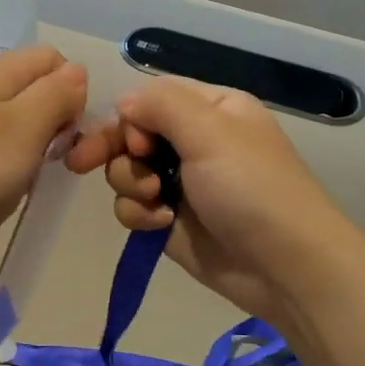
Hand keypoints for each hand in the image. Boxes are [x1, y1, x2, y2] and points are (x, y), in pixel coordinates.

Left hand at [0, 45, 87, 282]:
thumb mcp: (25, 126)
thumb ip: (56, 94)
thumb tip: (78, 72)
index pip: (54, 59)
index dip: (73, 88)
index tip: (72, 126)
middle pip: (42, 91)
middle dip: (63, 119)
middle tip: (63, 157)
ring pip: (29, 124)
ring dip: (45, 147)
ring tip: (41, 175)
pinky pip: (11, 151)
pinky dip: (24, 167)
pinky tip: (20, 187)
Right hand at [66, 77, 358, 326]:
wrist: (283, 267)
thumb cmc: (252, 189)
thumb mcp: (211, 132)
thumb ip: (161, 105)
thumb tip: (123, 103)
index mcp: (210, 110)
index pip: (150, 98)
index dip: (131, 118)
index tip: (135, 141)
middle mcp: (193, 141)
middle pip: (130, 133)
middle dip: (115, 149)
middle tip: (81, 163)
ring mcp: (179, 182)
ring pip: (125, 171)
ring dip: (130, 184)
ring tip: (156, 201)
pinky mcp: (168, 220)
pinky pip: (131, 207)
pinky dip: (139, 215)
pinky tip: (161, 224)